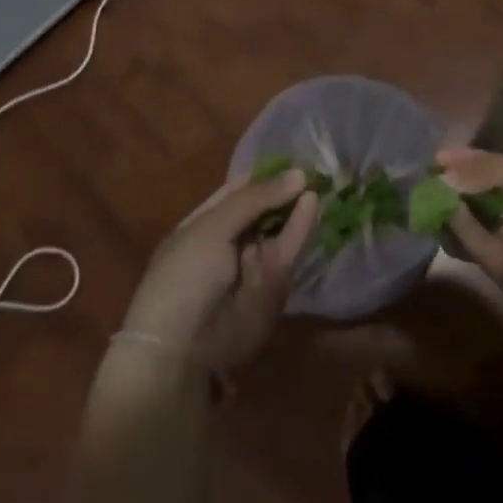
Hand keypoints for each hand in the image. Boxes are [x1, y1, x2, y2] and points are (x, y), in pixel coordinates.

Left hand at [118, 171, 317, 372]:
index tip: (292, 155)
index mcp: (204, 223)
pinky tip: (312, 202)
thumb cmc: (184, 276)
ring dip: (297, 204)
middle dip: (287, 189)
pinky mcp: (273, 284)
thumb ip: (255, 199)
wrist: (183, 347)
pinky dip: (300, 226)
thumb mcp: (212, 227)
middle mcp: (230, 240)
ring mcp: (252, 263)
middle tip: (315, 166)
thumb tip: (299, 175)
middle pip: (265, 208)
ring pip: (280, 227)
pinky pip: (288, 249)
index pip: (238, 190)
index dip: (264, 173)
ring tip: (320, 180)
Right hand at [438, 148, 502, 322]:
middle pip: (460, 200)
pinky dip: (456, 225)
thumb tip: (440, 172)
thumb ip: (489, 171)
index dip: (451, 165)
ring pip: (458, 224)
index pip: (474, 173)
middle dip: (437, 187)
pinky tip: (447, 206)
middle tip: (410, 177)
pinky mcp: (502, 271)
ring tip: (421, 189)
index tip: (426, 158)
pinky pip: (472, 244)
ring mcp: (501, 244)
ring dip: (439, 207)